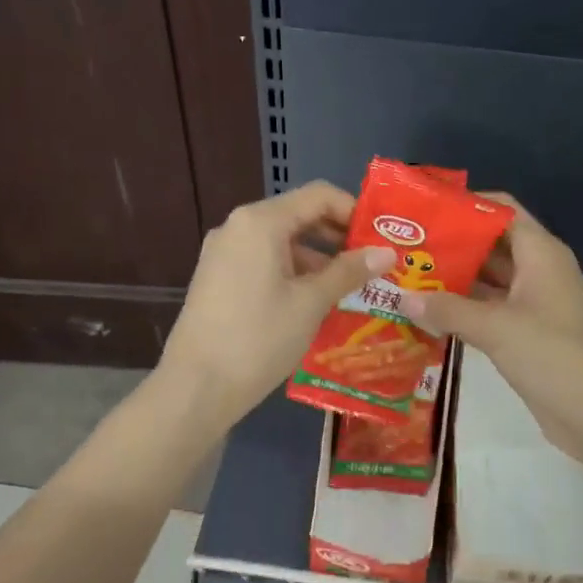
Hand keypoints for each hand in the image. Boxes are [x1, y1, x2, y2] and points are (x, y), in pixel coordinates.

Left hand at [159, 182, 394, 426]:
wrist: (196, 386)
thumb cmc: (259, 337)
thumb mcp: (311, 303)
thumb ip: (349, 272)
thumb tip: (387, 252)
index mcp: (260, 221)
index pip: (319, 196)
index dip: (354, 211)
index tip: (381, 239)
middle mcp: (238, 227)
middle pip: (299, 216)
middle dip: (338, 238)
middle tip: (374, 264)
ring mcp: (224, 253)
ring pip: (282, 242)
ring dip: (318, 259)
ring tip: (352, 288)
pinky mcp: (218, 278)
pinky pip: (264, 262)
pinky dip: (293, 273)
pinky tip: (316, 302)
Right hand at [399, 196, 582, 464]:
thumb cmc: (553, 356)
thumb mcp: (497, 328)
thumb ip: (448, 310)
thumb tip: (403, 298)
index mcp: (541, 254)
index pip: (502, 211)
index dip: (465, 205)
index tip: (423, 208)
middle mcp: (538, 272)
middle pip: (491, 245)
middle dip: (450, 245)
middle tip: (402, 248)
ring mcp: (534, 305)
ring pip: (488, 281)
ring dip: (453, 280)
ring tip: (405, 278)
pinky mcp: (527, 336)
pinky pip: (490, 312)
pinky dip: (463, 311)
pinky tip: (427, 315)